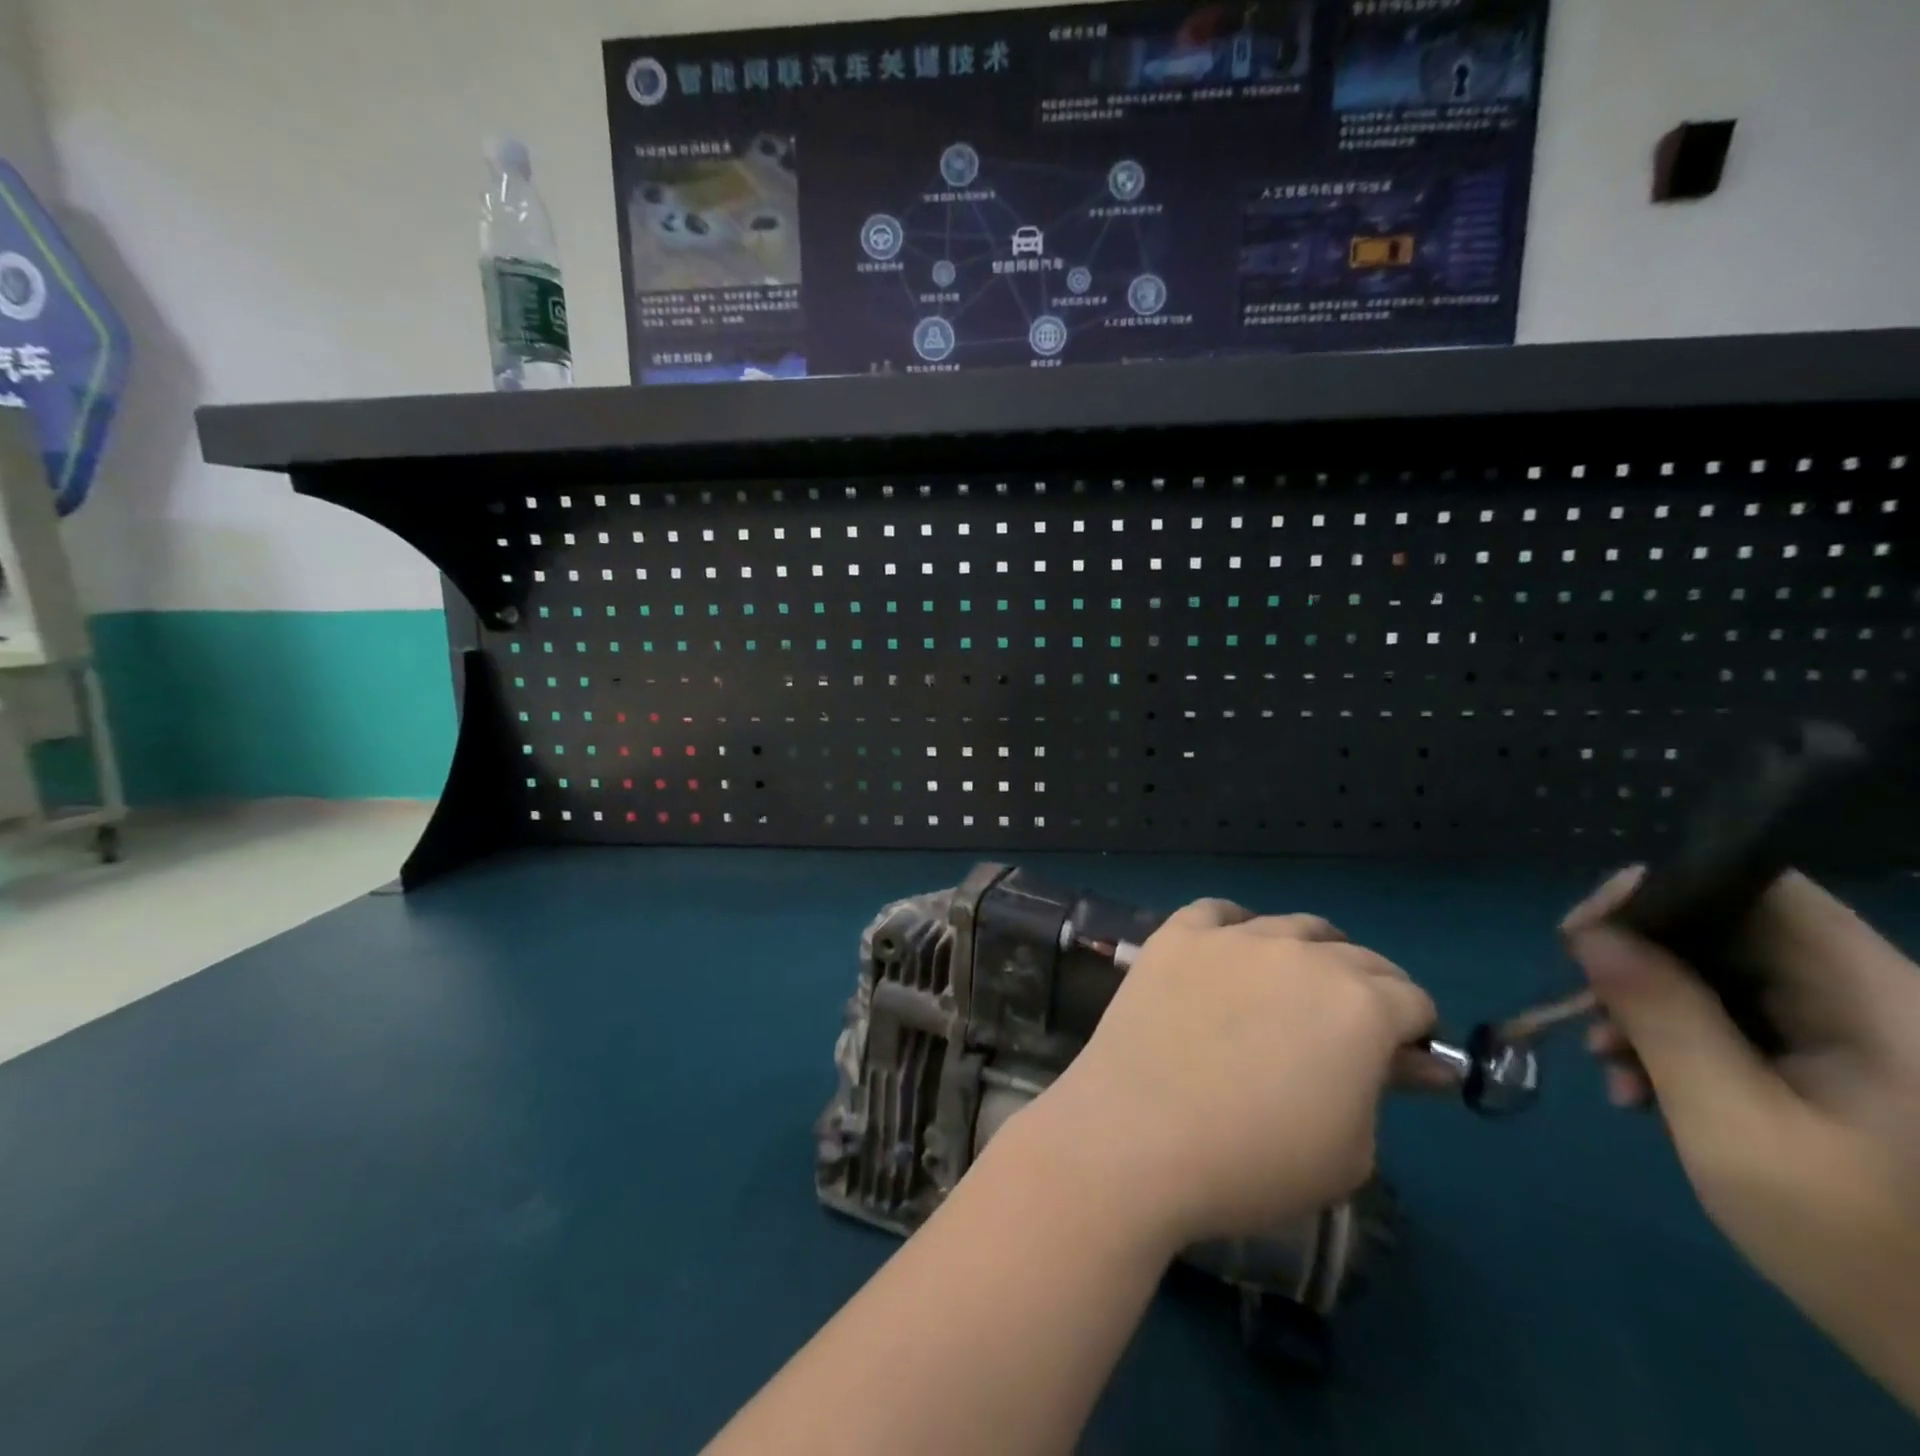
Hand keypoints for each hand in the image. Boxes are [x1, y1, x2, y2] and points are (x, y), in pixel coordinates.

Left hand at [1030, 900, 1435, 1251]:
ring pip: (1291, 927)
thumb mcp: (1350, 1150)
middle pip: (1357, 957)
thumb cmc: (1255, 1163)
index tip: (1396, 1060)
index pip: (1412, 1000)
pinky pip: (1218, 913)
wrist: (1138, 1137)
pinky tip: (1228, 954)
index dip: (1412, 1032)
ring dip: (1307, 954)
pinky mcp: (1177, 934)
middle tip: (1345, 1030)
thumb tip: (1411, 1060)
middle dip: (1368, 991)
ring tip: (1289, 989)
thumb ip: (1384, 1090)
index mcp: (1361, 1005)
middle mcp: (1302, 953)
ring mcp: (1233, 937)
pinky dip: (1234, 928)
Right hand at [1565, 870, 1919, 1411]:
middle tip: (1584, 1014)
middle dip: (1641, 965)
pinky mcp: (1855, 1066)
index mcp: (1880, 1003)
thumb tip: (1592, 937)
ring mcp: (1870, 1035)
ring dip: (1653, 1010)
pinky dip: (1686, 1042)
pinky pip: (1747, 1019)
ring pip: (1728, 976)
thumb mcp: (1735, 1130)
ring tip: (1613, 1069)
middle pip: (1733, 932)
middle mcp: (1880, 1000)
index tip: (1582, 938)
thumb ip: (1664, 1020)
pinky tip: (1648, 1087)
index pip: (1759, 890)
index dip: (1660, 892)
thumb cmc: (1865, 1252)